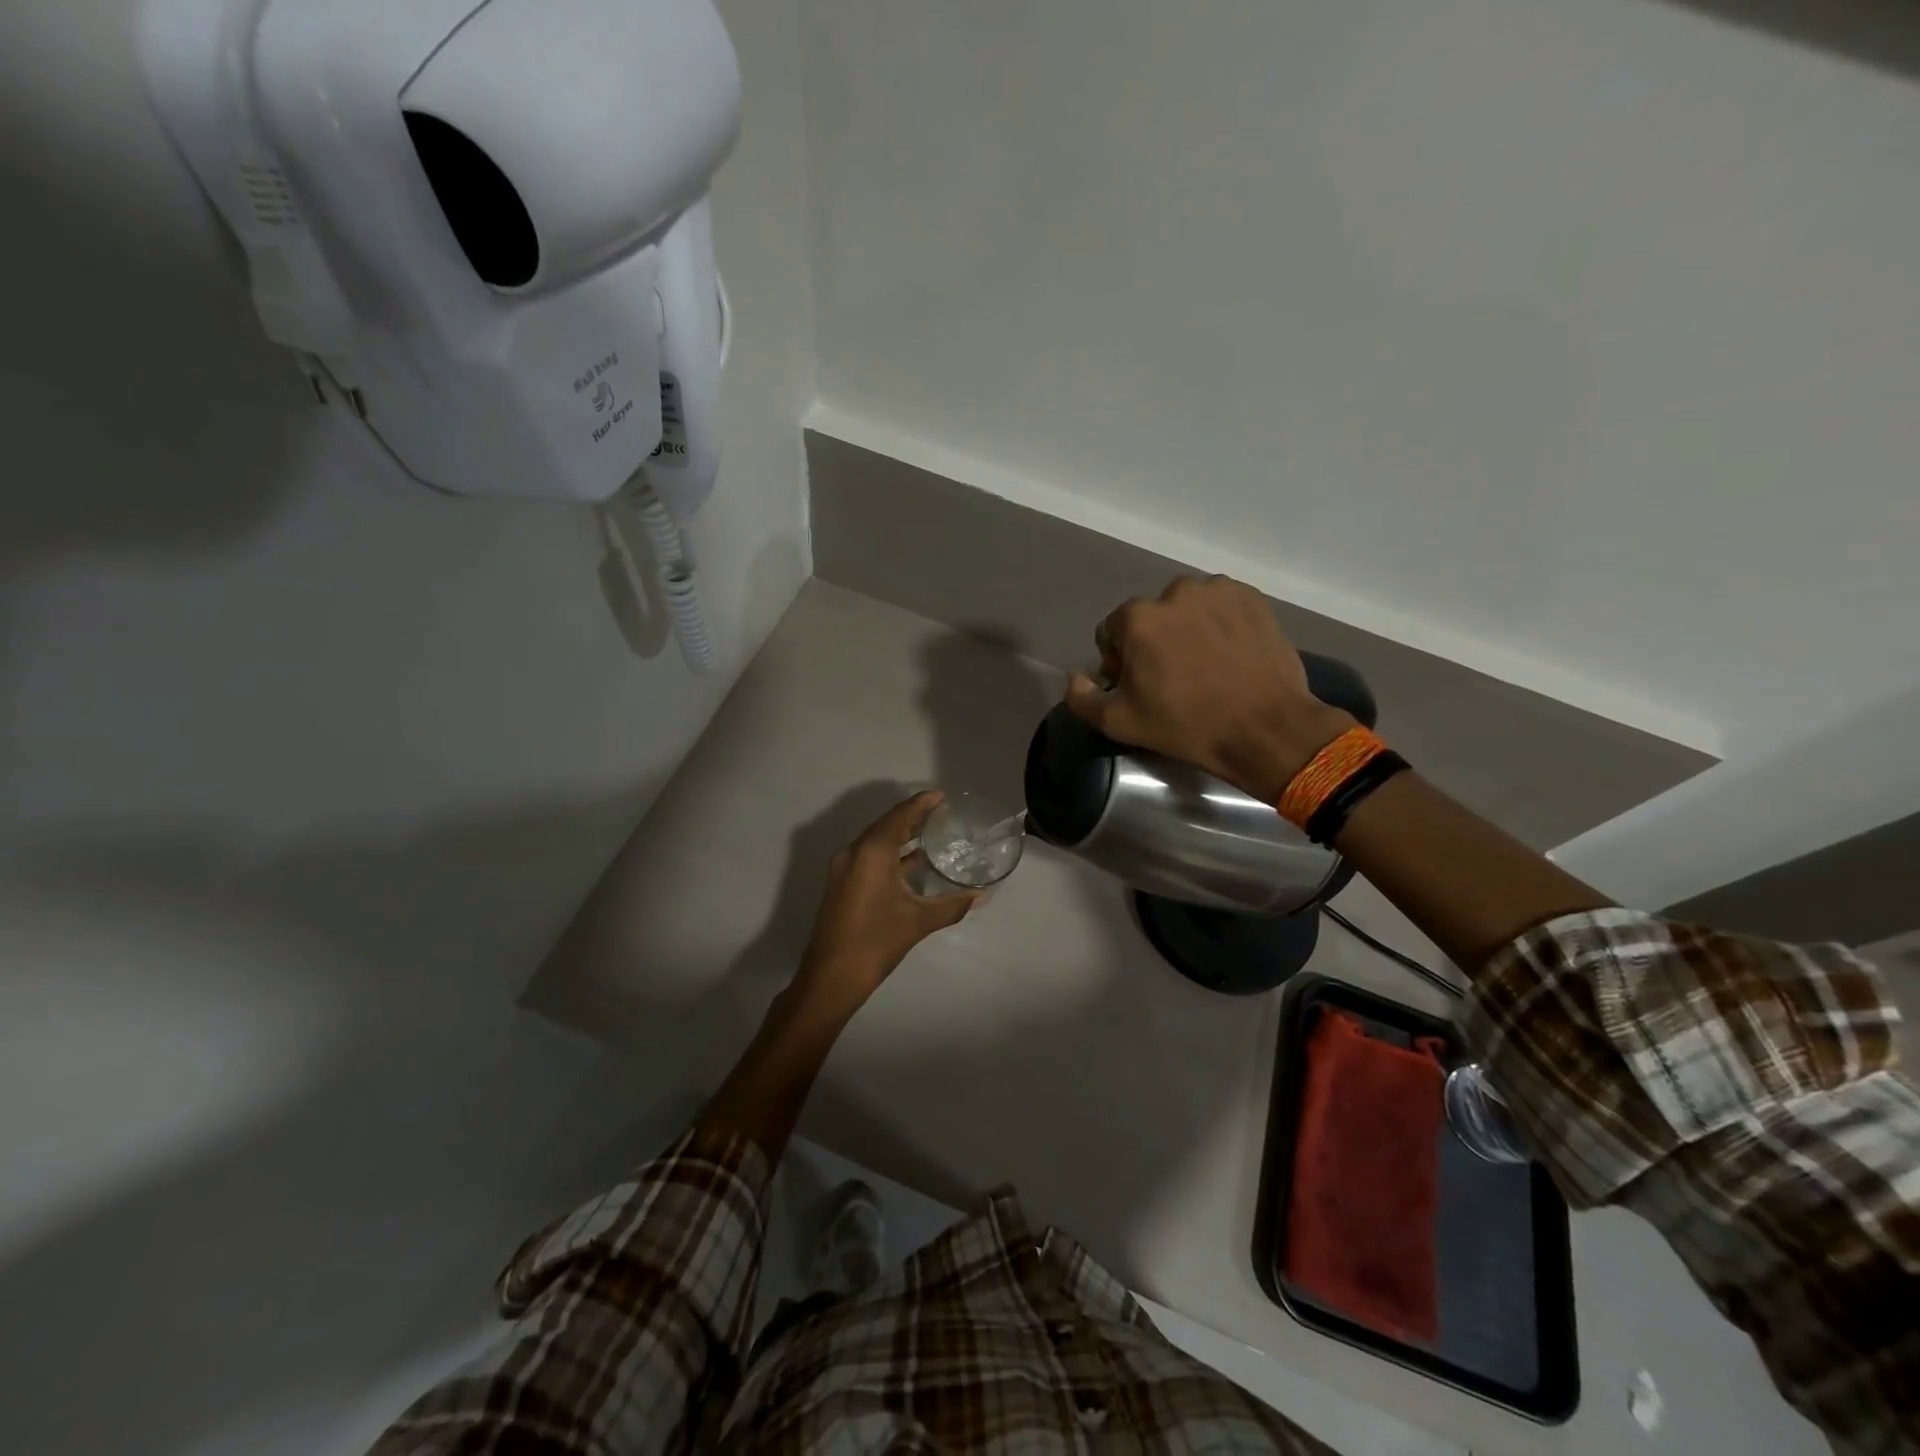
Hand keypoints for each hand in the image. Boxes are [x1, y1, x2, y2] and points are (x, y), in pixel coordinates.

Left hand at [793, 791, 984, 1012]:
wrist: (831, 977)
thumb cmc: (876, 942)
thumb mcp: (918, 921)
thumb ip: (952, 904)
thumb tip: (983, 895)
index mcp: (872, 852)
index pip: (899, 817)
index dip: (921, 804)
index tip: (941, 796)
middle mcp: (855, 852)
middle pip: (886, 825)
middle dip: (912, 817)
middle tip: (941, 813)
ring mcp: (844, 868)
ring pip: (876, 841)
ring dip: (901, 835)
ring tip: (930, 833)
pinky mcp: (842, 883)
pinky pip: (869, 856)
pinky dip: (890, 853)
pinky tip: (912, 862)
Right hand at [1064, 575, 1352, 803]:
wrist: (1266, 729)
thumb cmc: (1187, 727)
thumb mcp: (1120, 723)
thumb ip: (1082, 698)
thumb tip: (1075, 675)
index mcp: (1138, 618)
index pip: (1112, 631)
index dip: (1120, 660)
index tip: (1140, 686)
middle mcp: (1174, 592)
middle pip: (1150, 617)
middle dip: (1155, 641)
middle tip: (1175, 678)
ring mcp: (1217, 591)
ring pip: (1187, 609)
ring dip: (1187, 629)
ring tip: (1206, 665)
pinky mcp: (1251, 598)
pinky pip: (1221, 606)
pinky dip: (1220, 623)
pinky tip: (1230, 654)